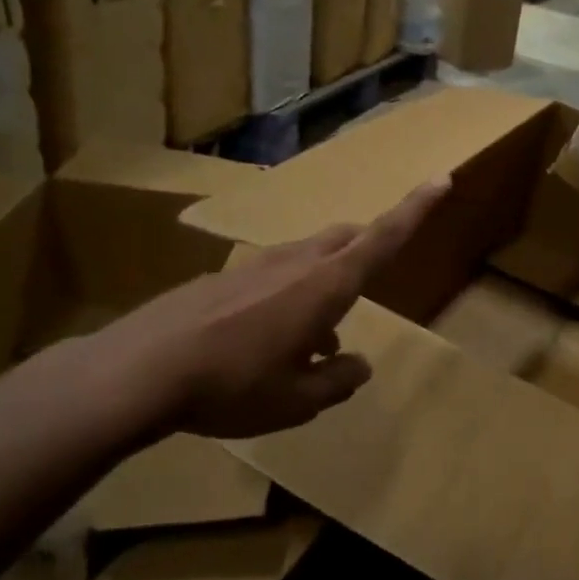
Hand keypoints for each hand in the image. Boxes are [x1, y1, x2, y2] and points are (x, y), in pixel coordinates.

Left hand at [82, 178, 451, 440]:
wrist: (138, 370)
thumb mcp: (297, 401)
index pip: (382, 239)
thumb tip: (358, 365)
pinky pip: (272, 276)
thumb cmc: (232, 386)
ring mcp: (253, 265)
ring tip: (311, 344)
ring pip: (307, 259)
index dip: (416, 209)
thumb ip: (337, 381)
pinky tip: (262, 344)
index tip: (440, 178)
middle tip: (367, 288)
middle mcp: (294, 264)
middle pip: (345, 240)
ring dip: (323, 288)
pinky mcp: (221, 278)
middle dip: (365, 252)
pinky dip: (286, 299)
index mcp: (325, 286)